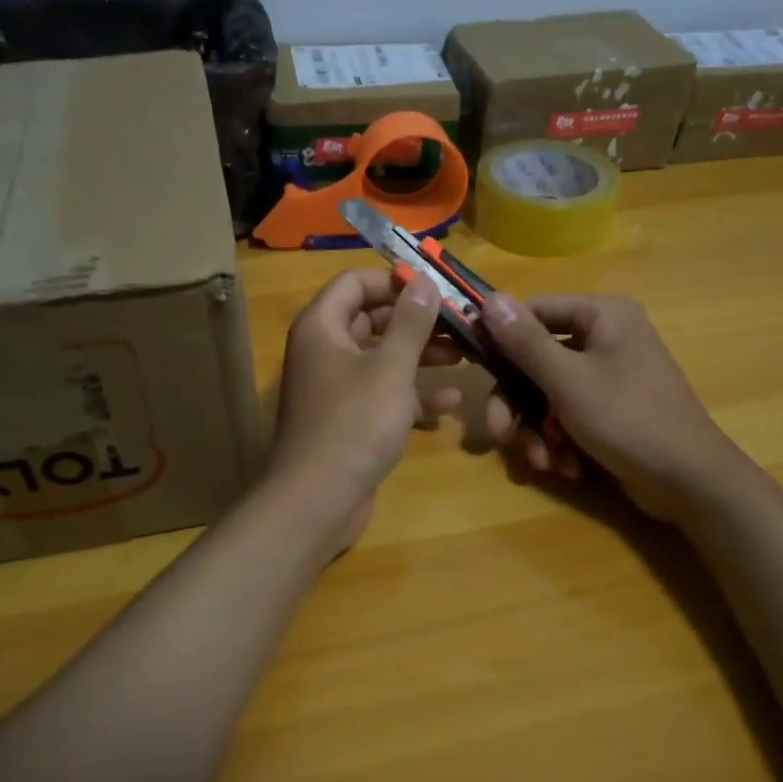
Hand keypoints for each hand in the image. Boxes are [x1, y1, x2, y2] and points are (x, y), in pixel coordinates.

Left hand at [267, 269, 461, 551]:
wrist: (318, 500)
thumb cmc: (354, 424)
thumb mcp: (390, 368)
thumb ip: (410, 323)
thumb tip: (425, 283)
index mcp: (321, 327)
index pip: (355, 282)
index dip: (394, 281)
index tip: (435, 289)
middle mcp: (324, 350)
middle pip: (371, 319)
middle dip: (416, 321)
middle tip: (459, 323)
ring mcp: (335, 387)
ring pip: (381, 359)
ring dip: (420, 357)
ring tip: (464, 356)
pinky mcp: (348, 419)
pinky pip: (382, 394)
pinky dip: (412, 395)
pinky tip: (451, 403)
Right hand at [480, 293, 737, 522]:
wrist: (689, 483)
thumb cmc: (627, 419)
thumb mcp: (567, 380)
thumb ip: (524, 341)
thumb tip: (488, 298)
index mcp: (602, 315)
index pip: (534, 311)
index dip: (500, 338)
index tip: (471, 365)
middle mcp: (605, 337)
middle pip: (536, 360)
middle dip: (518, 404)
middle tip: (500, 433)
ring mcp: (609, 375)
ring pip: (548, 394)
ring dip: (537, 430)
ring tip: (542, 461)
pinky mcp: (610, 409)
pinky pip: (568, 415)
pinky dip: (560, 441)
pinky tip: (567, 467)